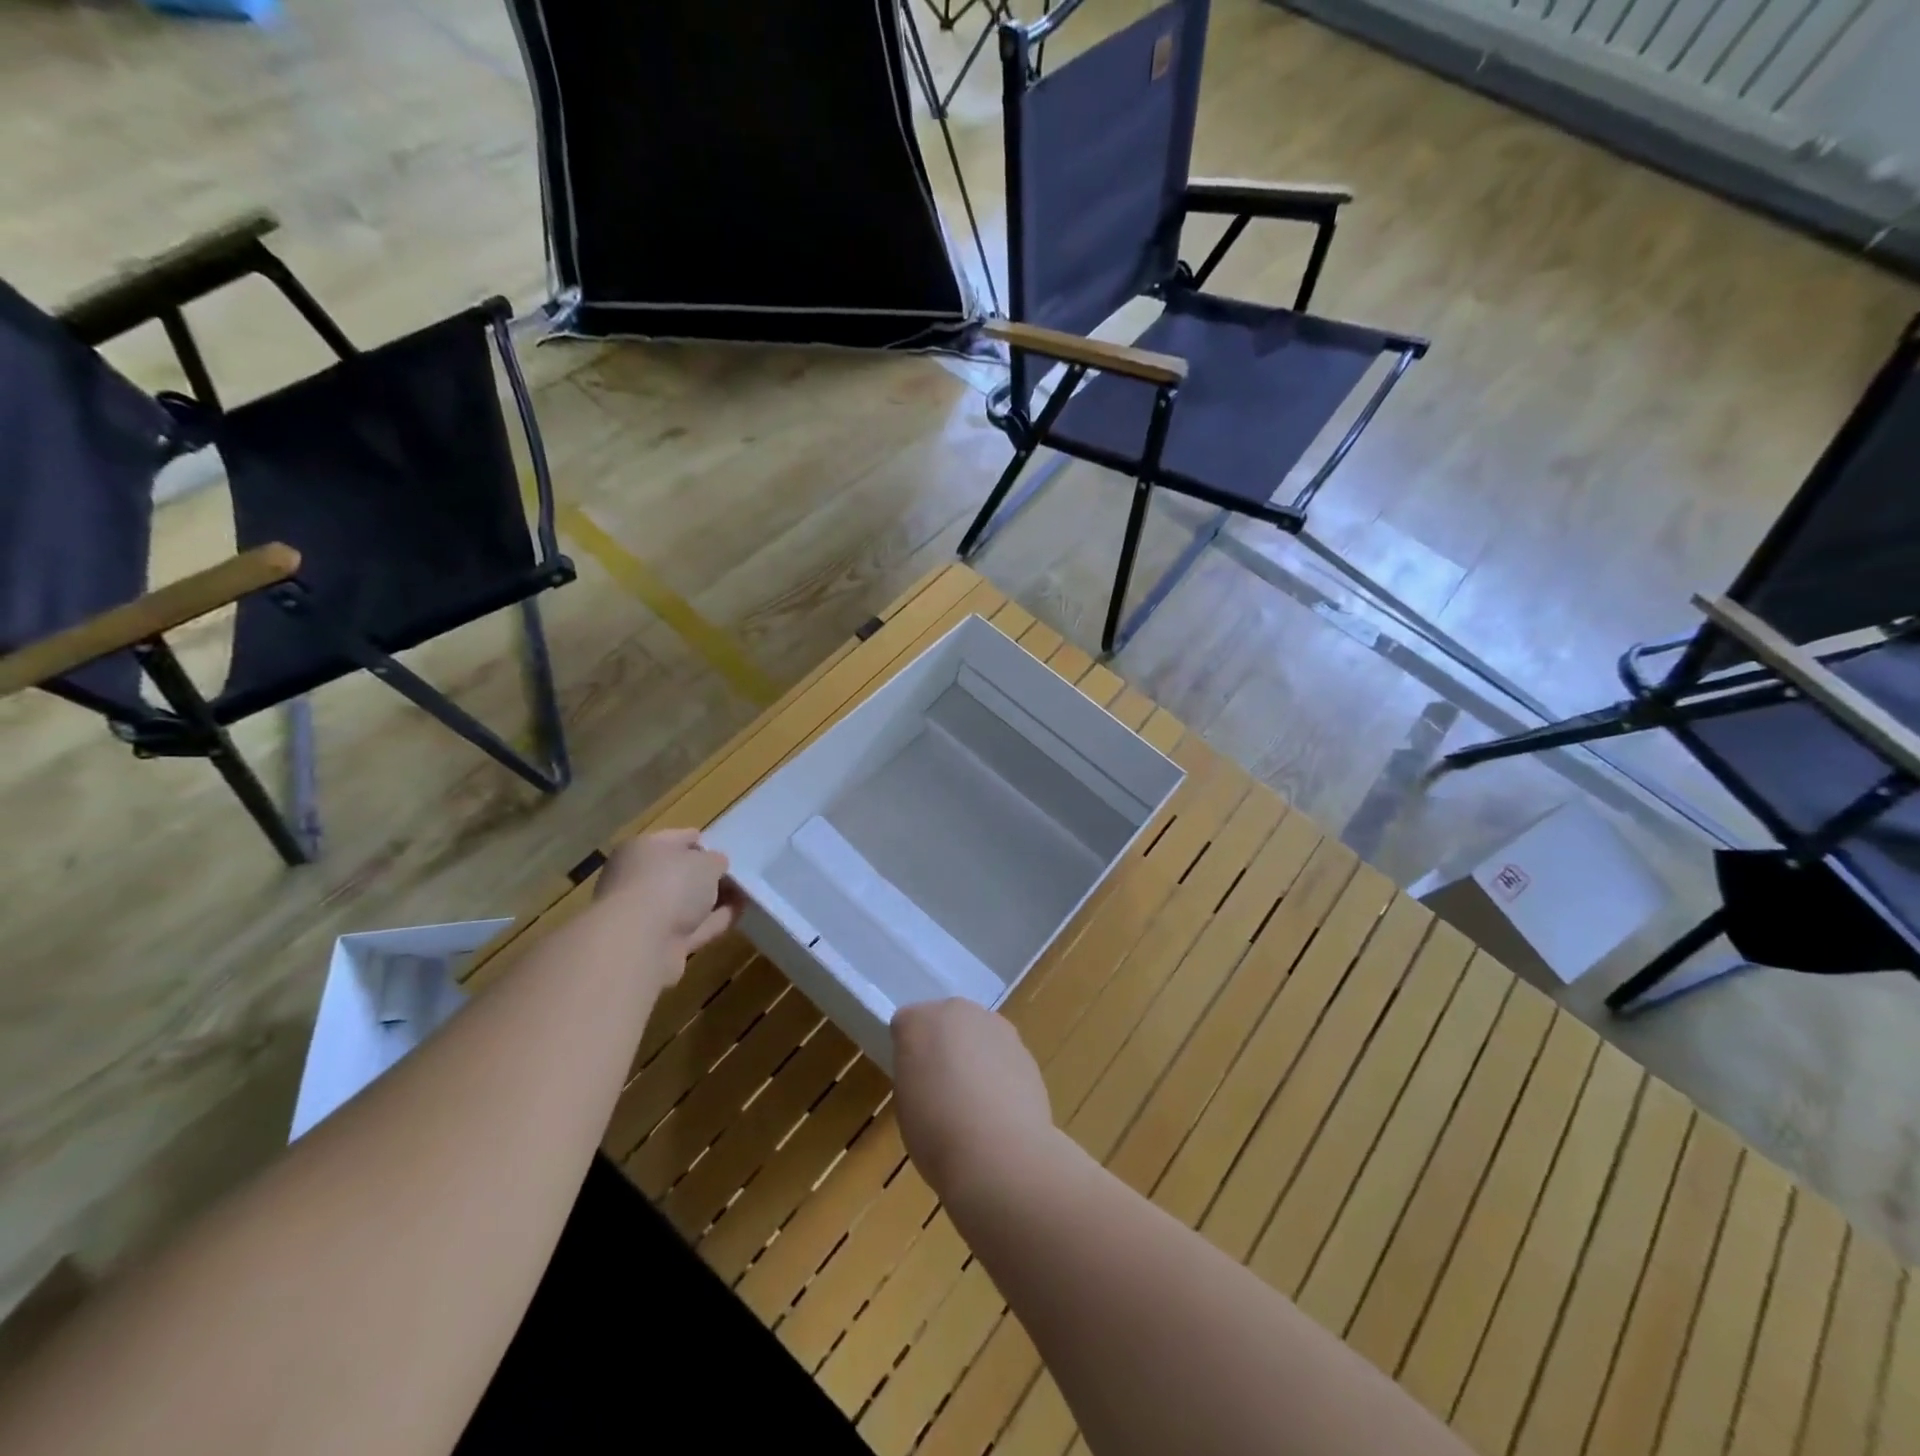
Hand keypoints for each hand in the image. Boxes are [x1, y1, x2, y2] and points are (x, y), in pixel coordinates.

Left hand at [593, 830, 739, 958]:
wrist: (640, 944)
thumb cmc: (670, 885)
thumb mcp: (707, 862)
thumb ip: (716, 860)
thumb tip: (715, 866)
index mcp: (641, 849)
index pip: (676, 838)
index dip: (702, 842)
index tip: (725, 850)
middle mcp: (637, 879)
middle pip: (678, 873)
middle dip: (706, 875)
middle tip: (736, 875)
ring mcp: (645, 914)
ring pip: (685, 902)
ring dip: (712, 900)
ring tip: (745, 894)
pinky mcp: (656, 943)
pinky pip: (692, 926)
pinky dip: (713, 921)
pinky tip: (737, 914)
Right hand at [891, 999, 1055, 1194]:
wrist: (999, 1152)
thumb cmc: (936, 1130)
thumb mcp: (906, 1102)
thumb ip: (915, 1072)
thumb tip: (931, 1070)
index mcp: (919, 1021)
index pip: (906, 1025)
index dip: (908, 1054)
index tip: (912, 1081)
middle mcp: (957, 1011)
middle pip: (945, 1022)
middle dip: (943, 1046)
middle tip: (941, 1087)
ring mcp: (996, 1026)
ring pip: (976, 1035)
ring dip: (973, 1056)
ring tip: (974, 1103)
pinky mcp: (1024, 1048)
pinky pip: (1001, 1055)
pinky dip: (998, 1073)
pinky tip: (999, 1109)